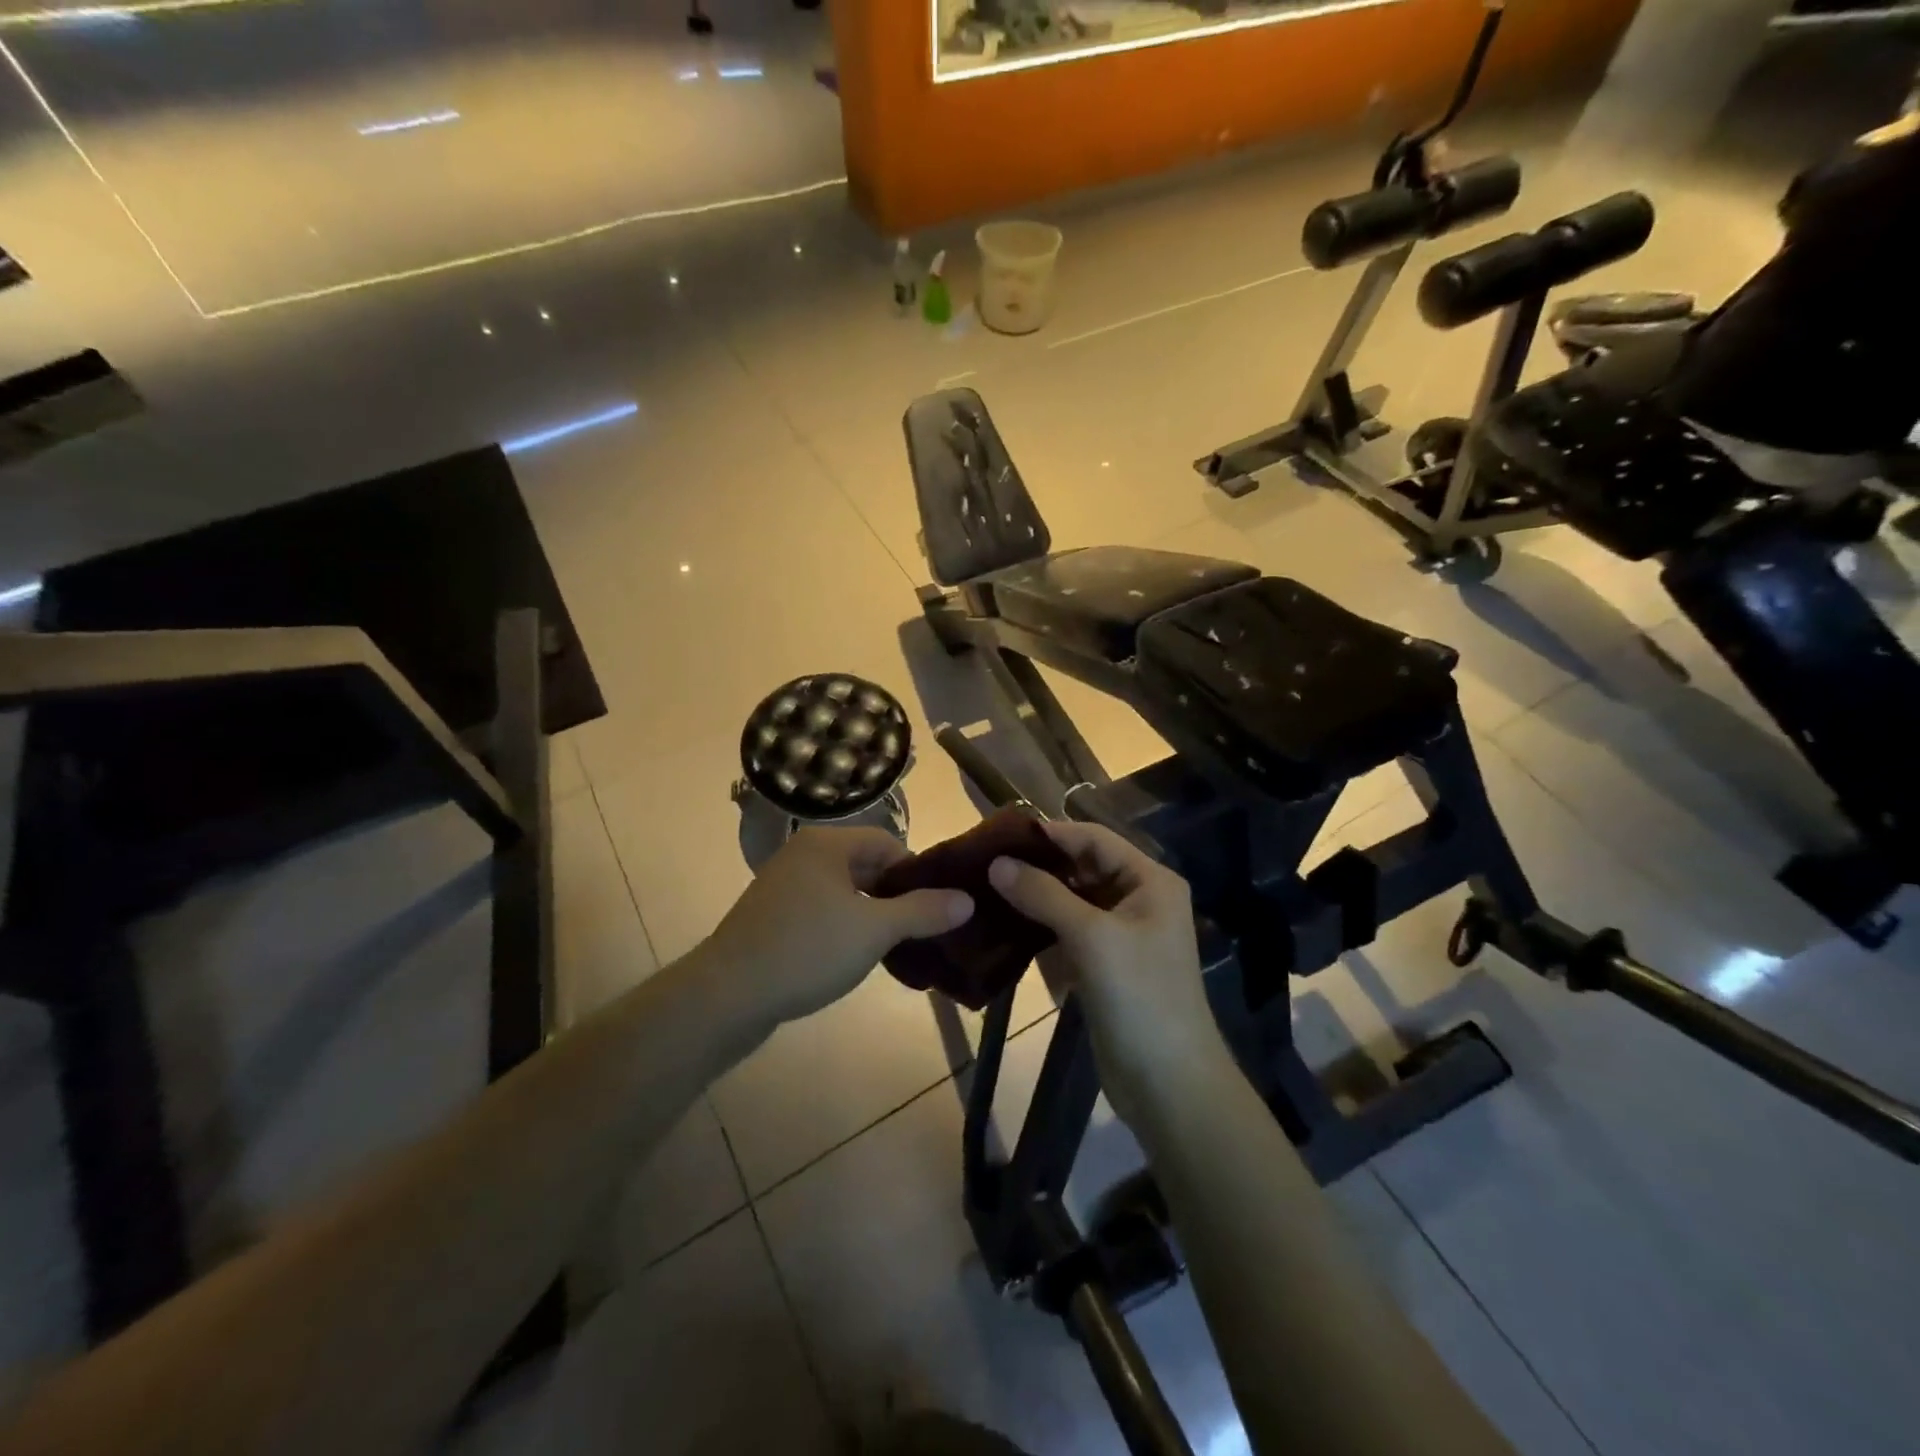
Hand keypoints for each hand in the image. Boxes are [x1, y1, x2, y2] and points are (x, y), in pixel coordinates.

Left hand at [704, 828, 972, 1026]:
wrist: (727, 995)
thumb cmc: (807, 949)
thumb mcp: (875, 930)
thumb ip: (923, 912)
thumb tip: (967, 899)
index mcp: (827, 844)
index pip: (887, 843)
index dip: (916, 873)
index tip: (934, 907)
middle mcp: (803, 855)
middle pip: (866, 866)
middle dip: (895, 897)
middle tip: (920, 931)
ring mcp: (784, 886)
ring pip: (844, 893)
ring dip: (871, 916)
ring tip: (893, 948)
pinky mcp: (772, 917)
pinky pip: (822, 912)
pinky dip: (843, 929)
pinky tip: (853, 959)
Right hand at [988, 822, 1227, 1113]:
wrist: (1168, 1084)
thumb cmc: (1139, 997)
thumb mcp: (1092, 937)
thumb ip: (1043, 895)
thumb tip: (996, 862)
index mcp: (1149, 881)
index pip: (1094, 839)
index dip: (1050, 834)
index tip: (999, 835)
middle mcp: (1137, 900)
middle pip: (1082, 868)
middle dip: (1038, 866)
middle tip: (984, 863)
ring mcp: (1120, 935)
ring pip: (1071, 901)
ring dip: (1034, 897)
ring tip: (985, 890)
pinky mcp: (1103, 965)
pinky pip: (1067, 933)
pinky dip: (1039, 929)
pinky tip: (1002, 927)